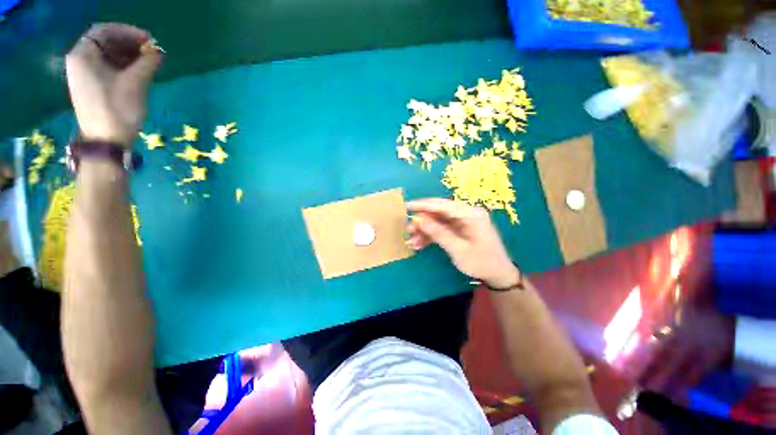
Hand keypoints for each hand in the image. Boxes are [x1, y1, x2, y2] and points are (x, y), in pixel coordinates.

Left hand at [66, 23, 162, 146]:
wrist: (106, 141)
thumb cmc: (118, 110)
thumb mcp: (136, 83)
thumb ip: (148, 63)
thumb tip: (158, 51)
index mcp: (83, 55)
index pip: (105, 31)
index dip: (128, 32)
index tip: (149, 40)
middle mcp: (79, 60)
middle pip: (105, 42)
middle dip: (129, 43)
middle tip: (151, 51)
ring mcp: (83, 74)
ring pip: (106, 54)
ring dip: (128, 55)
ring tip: (148, 62)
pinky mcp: (90, 85)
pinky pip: (106, 66)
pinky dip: (122, 65)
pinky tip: (137, 71)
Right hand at [406, 198, 520, 288]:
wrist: (498, 274)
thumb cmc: (481, 262)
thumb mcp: (458, 249)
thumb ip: (438, 233)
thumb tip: (418, 219)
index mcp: (471, 215)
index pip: (443, 205)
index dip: (424, 205)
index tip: (408, 206)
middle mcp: (466, 214)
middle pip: (439, 212)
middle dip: (422, 221)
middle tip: (408, 229)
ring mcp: (463, 222)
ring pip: (438, 221)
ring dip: (425, 230)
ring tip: (412, 241)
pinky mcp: (459, 229)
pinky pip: (442, 229)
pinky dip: (431, 236)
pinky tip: (420, 244)